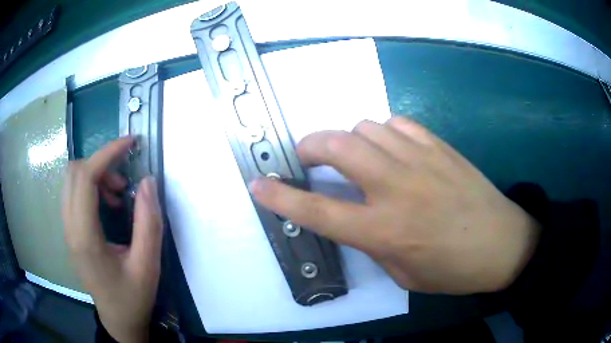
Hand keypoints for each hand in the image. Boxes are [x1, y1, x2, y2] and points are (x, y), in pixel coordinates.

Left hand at [62, 138, 162, 342]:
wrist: (118, 320)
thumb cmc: (132, 297)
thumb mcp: (148, 265)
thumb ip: (149, 223)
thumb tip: (147, 181)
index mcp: (85, 237)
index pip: (85, 177)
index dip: (107, 153)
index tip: (131, 143)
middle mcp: (69, 227)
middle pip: (73, 172)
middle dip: (100, 163)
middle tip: (124, 180)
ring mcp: (67, 229)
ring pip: (71, 180)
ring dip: (95, 175)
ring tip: (118, 195)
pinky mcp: (71, 231)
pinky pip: (74, 193)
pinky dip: (91, 187)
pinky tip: (109, 206)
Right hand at [250, 117, 540, 294]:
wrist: (503, 243)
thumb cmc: (453, 270)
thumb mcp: (402, 273)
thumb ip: (373, 241)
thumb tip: (356, 213)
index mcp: (385, 230)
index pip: (318, 211)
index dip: (281, 198)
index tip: (259, 185)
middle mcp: (397, 188)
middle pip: (337, 146)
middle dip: (310, 147)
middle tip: (308, 157)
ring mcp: (420, 160)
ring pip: (365, 127)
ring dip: (350, 140)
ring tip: (357, 157)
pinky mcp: (439, 146)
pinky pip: (397, 123)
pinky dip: (384, 132)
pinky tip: (391, 148)